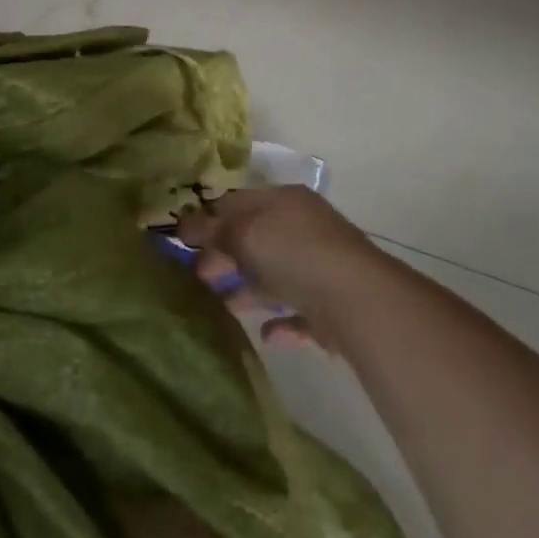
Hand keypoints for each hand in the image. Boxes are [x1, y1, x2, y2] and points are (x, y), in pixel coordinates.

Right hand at [174, 186, 372, 346]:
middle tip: (196, 276)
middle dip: (225, 257)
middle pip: (255, 240)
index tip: (183, 240)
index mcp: (285, 202)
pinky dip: (279, 323)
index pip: (240, 203)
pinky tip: (264, 335)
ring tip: (218, 306)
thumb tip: (183, 223)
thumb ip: (212, 229)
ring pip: (274, 277)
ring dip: (247, 291)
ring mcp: (319, 268)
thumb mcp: (245, 233)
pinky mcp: (329, 307)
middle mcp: (304, 230)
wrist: (356, 300)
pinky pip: (297, 313)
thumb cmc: (294, 253)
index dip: (210, 218)